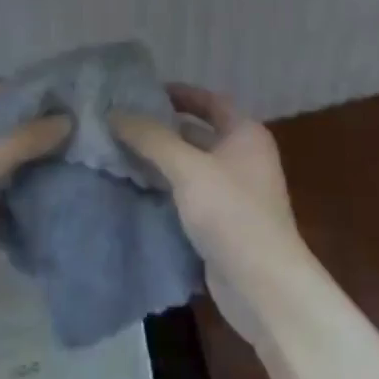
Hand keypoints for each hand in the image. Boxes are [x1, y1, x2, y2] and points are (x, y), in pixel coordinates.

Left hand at [0, 84, 68, 334]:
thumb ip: (24, 141)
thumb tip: (67, 119)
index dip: (5, 90)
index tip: (45, 91)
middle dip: (23, 127)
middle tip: (68, 121)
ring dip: (26, 163)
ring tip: (72, 151)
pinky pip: (0, 199)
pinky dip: (23, 195)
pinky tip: (57, 188)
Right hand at [115, 84, 302, 339]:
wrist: (263, 286)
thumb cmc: (232, 213)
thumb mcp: (188, 168)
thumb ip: (151, 138)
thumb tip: (115, 113)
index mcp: (245, 134)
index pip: (210, 101)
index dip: (180, 93)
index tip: (144, 92)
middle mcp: (243, 158)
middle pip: (199, 133)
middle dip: (163, 129)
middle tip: (122, 124)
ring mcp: (235, 193)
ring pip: (191, 166)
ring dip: (161, 161)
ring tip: (120, 153)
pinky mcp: (223, 223)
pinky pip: (190, 195)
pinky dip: (167, 189)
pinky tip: (136, 189)